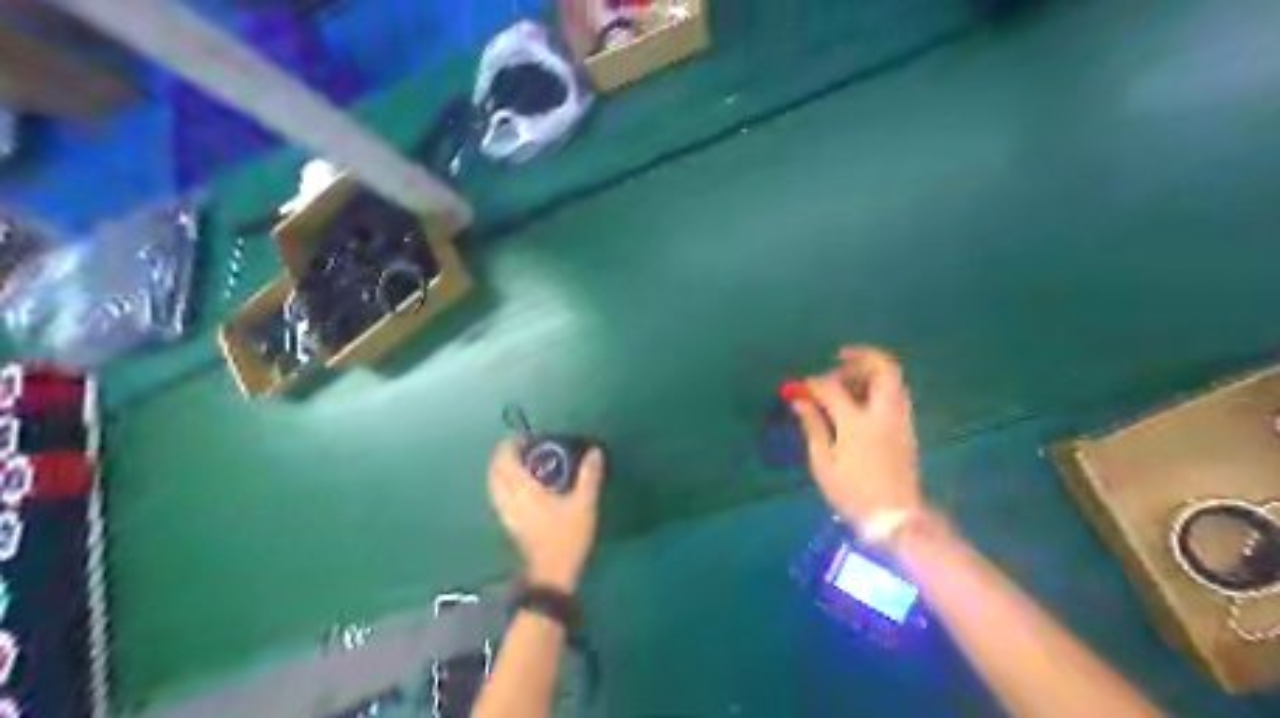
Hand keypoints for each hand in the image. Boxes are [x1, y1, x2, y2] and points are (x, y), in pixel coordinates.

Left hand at [490, 440, 608, 592]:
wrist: (553, 575)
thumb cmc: (567, 538)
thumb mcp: (584, 506)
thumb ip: (589, 476)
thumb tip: (594, 451)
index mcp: (523, 491)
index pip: (505, 462)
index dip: (509, 446)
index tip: (524, 438)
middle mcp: (509, 500)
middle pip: (494, 472)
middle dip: (502, 456)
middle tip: (522, 448)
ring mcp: (506, 514)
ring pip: (493, 485)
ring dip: (501, 471)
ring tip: (519, 464)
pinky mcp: (509, 525)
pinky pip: (498, 496)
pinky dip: (503, 485)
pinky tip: (519, 487)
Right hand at [785, 346, 925, 534]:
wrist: (896, 518)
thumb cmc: (853, 493)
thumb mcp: (823, 463)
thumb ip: (813, 426)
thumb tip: (800, 401)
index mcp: (857, 421)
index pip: (833, 388)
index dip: (814, 383)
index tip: (801, 388)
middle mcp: (884, 413)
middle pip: (882, 368)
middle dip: (860, 357)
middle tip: (838, 362)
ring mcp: (900, 420)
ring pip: (893, 379)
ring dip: (871, 372)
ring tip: (847, 383)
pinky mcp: (908, 429)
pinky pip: (896, 395)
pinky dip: (879, 388)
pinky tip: (861, 403)